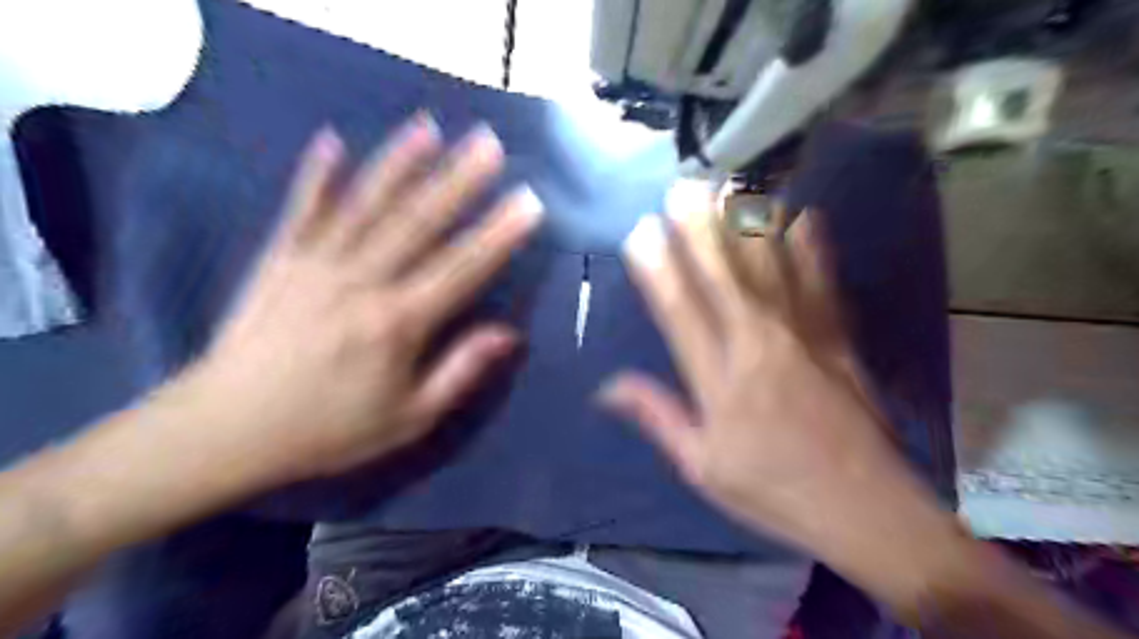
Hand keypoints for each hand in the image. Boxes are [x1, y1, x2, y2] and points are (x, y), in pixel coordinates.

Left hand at [179, 114, 540, 483]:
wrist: (226, 430)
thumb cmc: (328, 429)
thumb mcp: (408, 418)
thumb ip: (460, 372)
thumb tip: (509, 334)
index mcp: (398, 323)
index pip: (462, 268)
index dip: (499, 235)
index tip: (528, 203)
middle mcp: (362, 282)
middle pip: (420, 222)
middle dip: (460, 180)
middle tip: (490, 144)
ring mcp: (316, 264)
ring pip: (367, 205)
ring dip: (401, 163)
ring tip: (429, 128)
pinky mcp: (279, 259)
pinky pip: (302, 209)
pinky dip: (317, 175)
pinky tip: (332, 140)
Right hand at [600, 183, 953, 581]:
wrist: (865, 509)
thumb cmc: (773, 491)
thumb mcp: (702, 467)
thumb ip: (658, 417)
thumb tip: (608, 387)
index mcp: (720, 382)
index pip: (680, 313)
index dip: (658, 270)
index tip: (639, 233)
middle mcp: (759, 348)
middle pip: (724, 279)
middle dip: (698, 230)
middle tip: (680, 188)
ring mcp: (805, 337)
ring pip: (771, 270)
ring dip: (747, 226)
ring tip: (730, 187)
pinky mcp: (840, 338)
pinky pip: (824, 283)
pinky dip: (814, 248)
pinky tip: (804, 216)